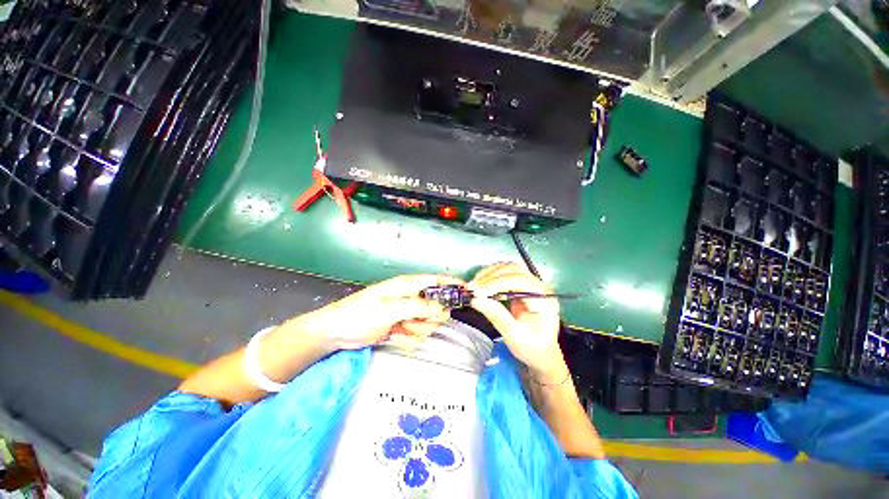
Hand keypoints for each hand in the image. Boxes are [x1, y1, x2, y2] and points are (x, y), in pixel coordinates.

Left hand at [293, 274, 464, 351]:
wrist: (335, 333)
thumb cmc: (359, 315)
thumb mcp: (389, 310)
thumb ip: (417, 307)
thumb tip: (441, 308)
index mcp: (407, 285)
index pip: (436, 280)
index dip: (452, 283)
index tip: (466, 291)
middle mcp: (410, 297)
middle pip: (437, 306)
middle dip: (429, 318)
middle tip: (413, 322)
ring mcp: (407, 313)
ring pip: (428, 322)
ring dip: (416, 329)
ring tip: (398, 329)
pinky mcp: (402, 326)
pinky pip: (417, 334)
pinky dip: (408, 338)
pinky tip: (394, 335)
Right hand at [469, 263, 566, 381]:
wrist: (540, 354)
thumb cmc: (531, 348)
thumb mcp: (514, 335)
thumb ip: (496, 315)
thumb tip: (476, 300)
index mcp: (544, 299)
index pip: (520, 281)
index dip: (497, 284)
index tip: (479, 292)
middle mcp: (539, 287)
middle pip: (514, 270)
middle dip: (491, 277)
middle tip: (473, 287)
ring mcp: (531, 285)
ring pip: (509, 268)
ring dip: (490, 273)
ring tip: (475, 284)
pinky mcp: (522, 286)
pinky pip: (506, 274)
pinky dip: (491, 276)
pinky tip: (481, 282)